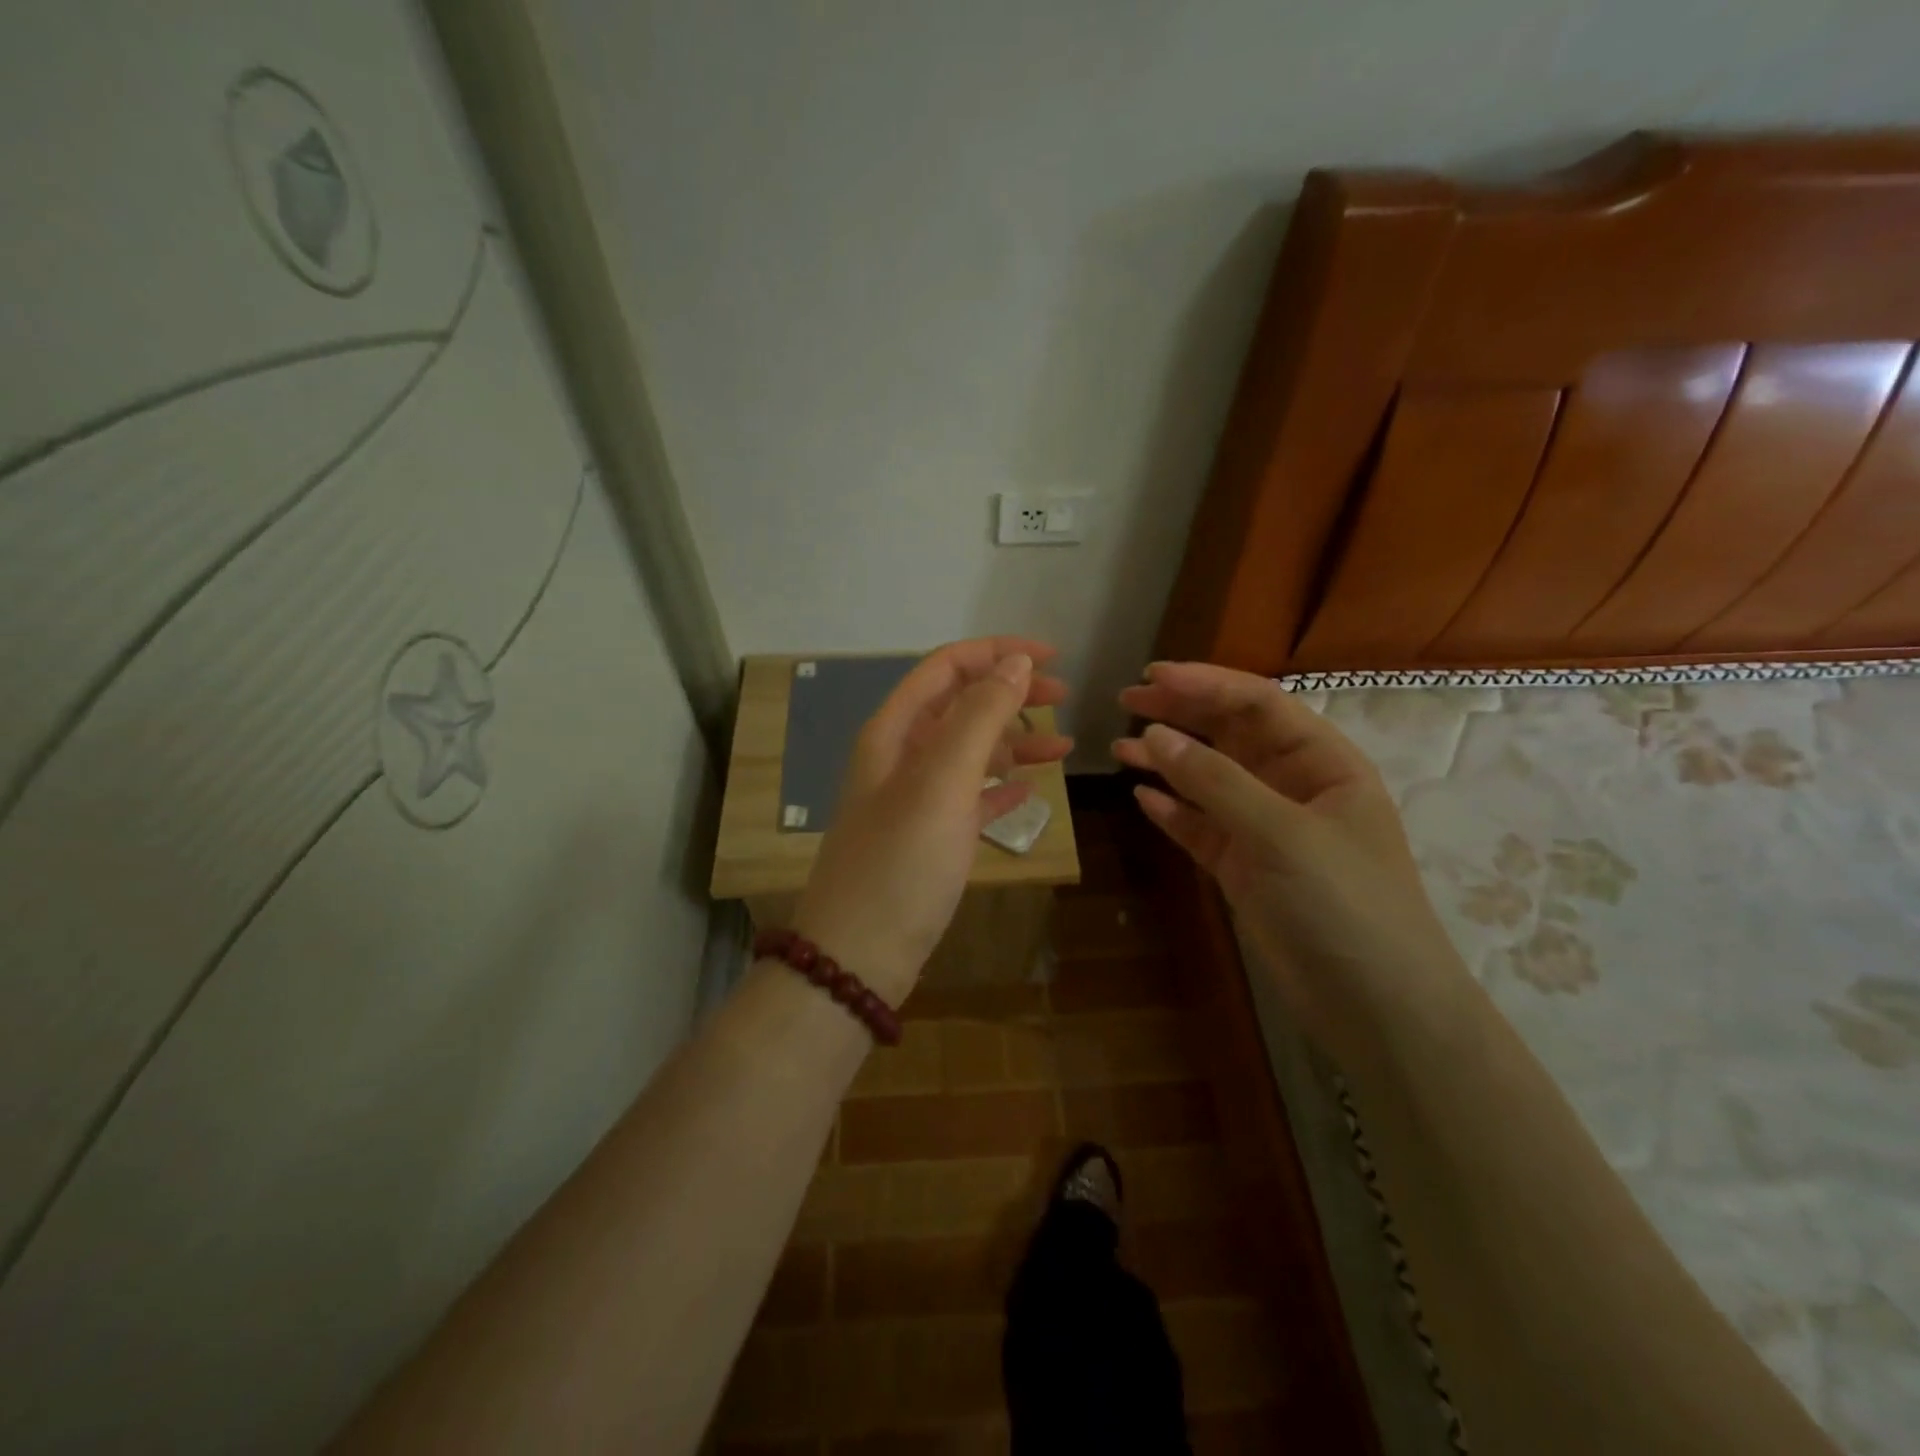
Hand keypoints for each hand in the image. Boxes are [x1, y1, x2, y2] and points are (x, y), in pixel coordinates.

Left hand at [792, 639, 1071, 1004]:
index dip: (997, 653)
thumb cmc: (901, 862)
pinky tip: (1030, 791)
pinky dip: (1000, 788)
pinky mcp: (928, 839)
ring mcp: (914, 800)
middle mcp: (901, 757)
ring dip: (1014, 743)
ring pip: (970, 753)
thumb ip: (979, 717)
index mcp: (895, 732)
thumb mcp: (942, 781)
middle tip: (1064, 698)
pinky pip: (971, 798)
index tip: (1052, 657)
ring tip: (1063, 749)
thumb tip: (1015, 662)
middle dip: (1010, 694)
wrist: (858, 957)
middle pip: (961, 706)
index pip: (946, 668)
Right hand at [1115, 662, 1464, 1066]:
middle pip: (1229, 735)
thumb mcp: (1282, 833)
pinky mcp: (1244, 868)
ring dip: (1167, 762)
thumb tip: (1152, 735)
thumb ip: (1215, 782)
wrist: (1374, 1005)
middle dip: (1180, 714)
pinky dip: (1173, 812)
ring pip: (1208, 781)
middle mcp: (1292, 786)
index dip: (1205, 684)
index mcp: (1322, 762)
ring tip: (1120, 749)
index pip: (1257, 704)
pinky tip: (1142, 799)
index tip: (1151, 678)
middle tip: (1125, 702)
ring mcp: (1265, 829)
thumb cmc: (1343, 904)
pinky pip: (1201, 827)